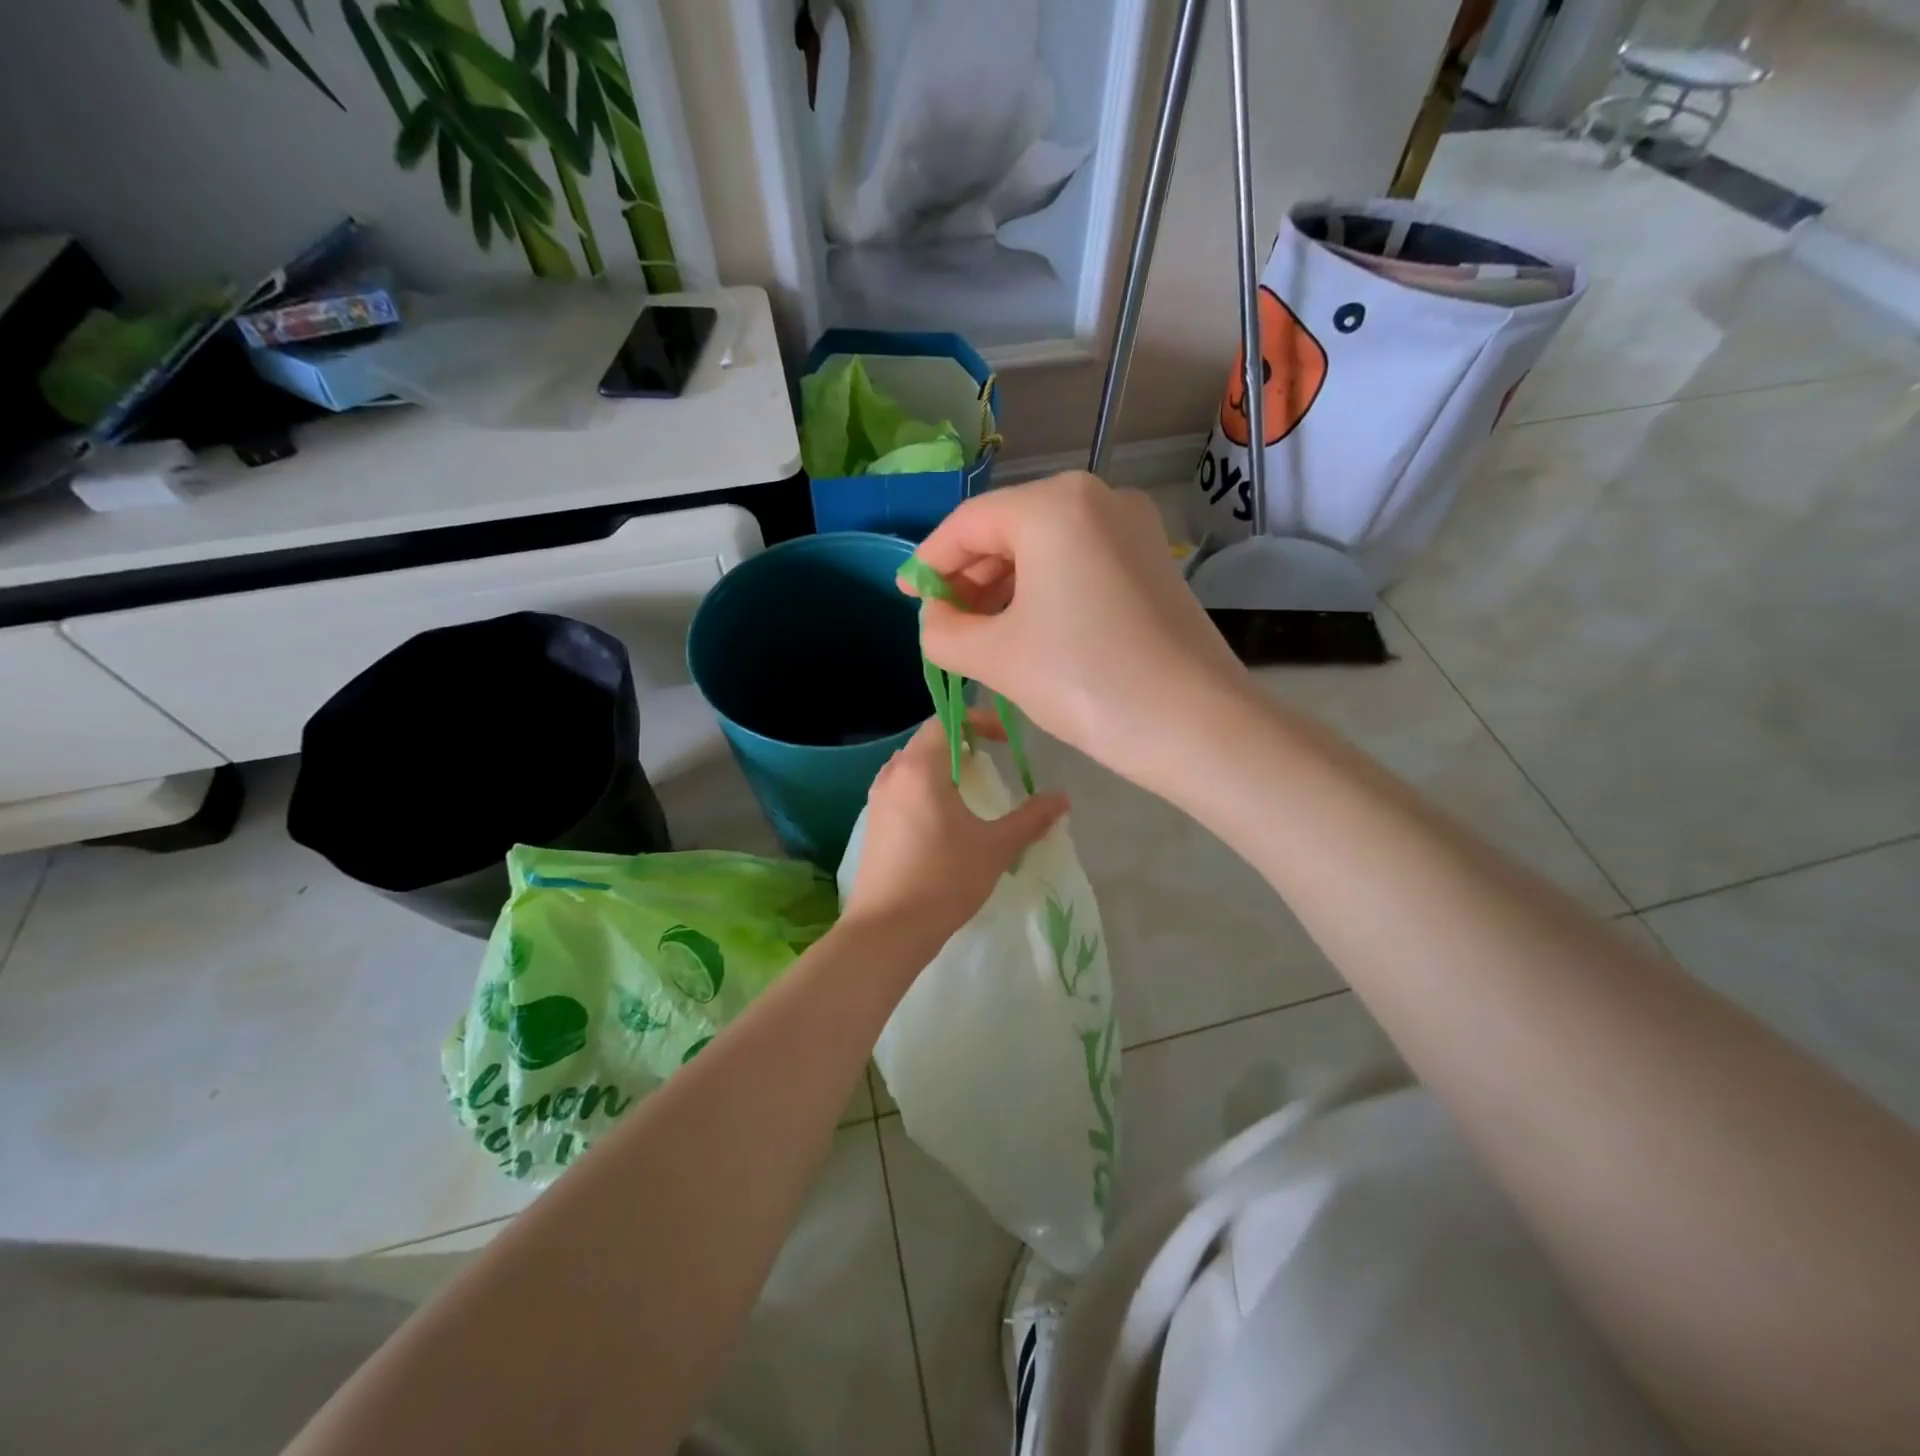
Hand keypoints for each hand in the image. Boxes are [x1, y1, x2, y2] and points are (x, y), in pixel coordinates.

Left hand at [841, 713, 1067, 956]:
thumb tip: (1063, 798)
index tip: (1005, 739)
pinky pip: (902, 789)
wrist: (887, 929)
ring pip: (912, 766)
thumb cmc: (944, 879)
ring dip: (942, 767)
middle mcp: (893, 774)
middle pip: (928, 740)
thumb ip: (1031, 818)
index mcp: (920, 767)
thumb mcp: (995, 847)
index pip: (946, 720)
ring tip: (971, 789)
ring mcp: (877, 800)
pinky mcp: (873, 824)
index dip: (978, 721)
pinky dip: (925, 789)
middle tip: (992, 760)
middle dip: (962, 743)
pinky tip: (944, 820)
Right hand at [904, 472, 1250, 789]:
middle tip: (942, 623)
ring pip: (1045, 548)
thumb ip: (942, 630)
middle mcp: (1097, 497)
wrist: (1195, 725)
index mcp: (1054, 504)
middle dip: (969, 577)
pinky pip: (1079, 563)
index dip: (929, 562)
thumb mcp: (995, 656)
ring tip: (979, 635)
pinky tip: (1026, 629)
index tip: (906, 597)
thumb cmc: (1084, 681)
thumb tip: (935, 618)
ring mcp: (1132, 527)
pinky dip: (1044, 591)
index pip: (968, 524)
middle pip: (1008, 530)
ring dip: (1004, 587)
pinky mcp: (1151, 561)